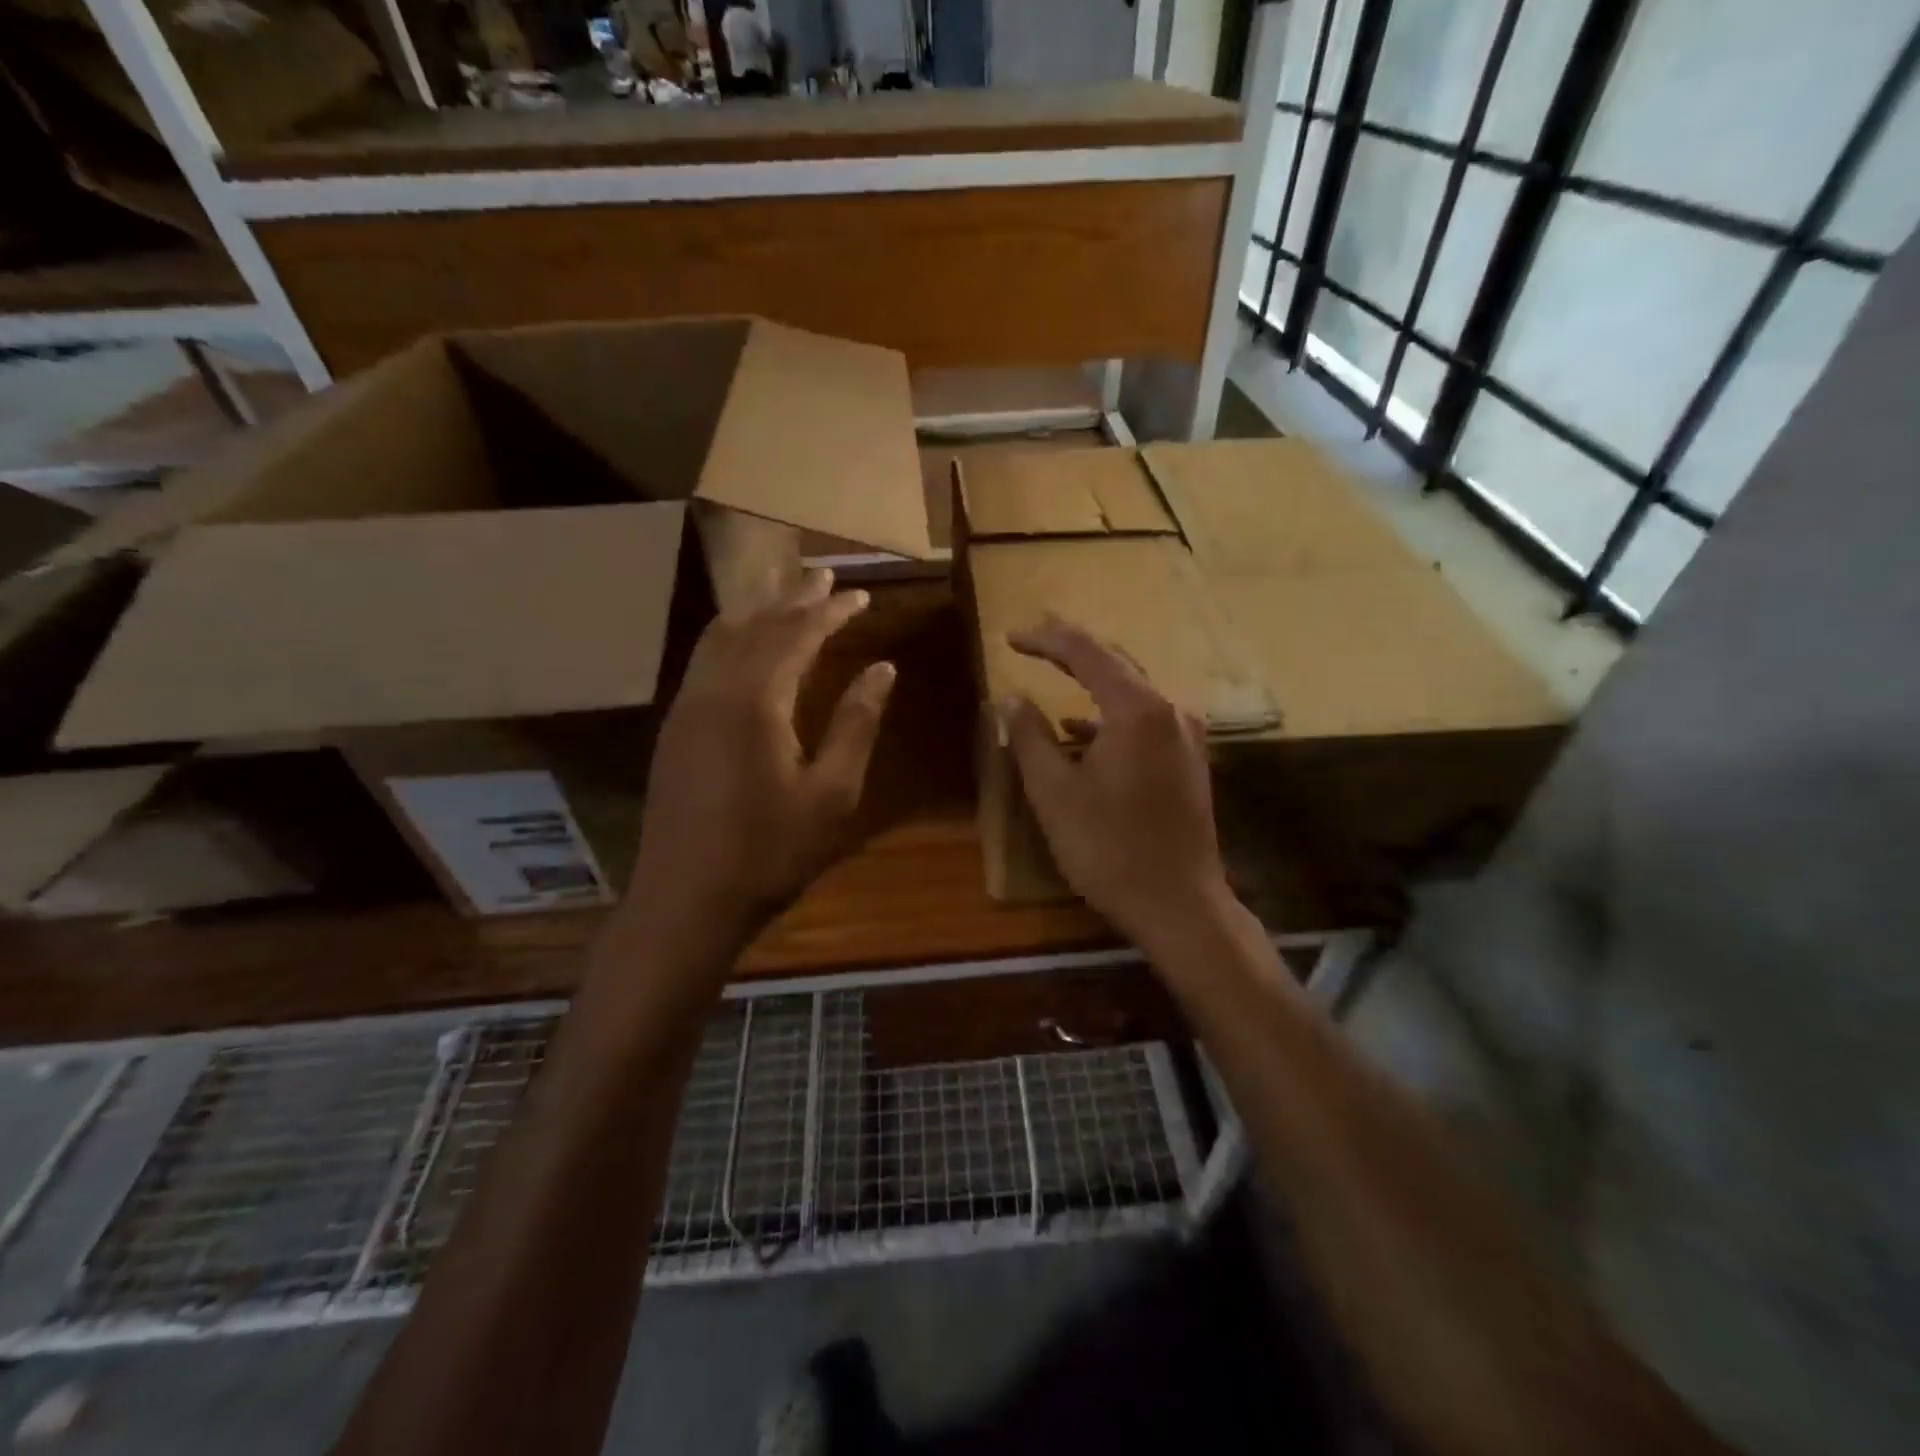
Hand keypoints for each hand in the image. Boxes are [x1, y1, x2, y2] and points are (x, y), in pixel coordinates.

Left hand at [627, 567, 895, 944]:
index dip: (831, 612)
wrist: (687, 900)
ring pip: (722, 636)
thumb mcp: (831, 793)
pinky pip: (705, 659)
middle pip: (756, 625)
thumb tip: (882, 668)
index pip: (797, 635)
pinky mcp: (676, 726)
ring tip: (786, 589)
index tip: (861, 595)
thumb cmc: (769, 852)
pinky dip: (732, 635)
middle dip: (794, 598)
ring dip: (758, 609)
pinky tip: (745, 641)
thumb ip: (856, 724)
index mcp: (755, 700)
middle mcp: (714, 689)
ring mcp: (686, 706)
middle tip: (825, 575)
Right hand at [1003, 616, 1234, 951]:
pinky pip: (1145, 721)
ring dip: (1093, 681)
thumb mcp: (1054, 792)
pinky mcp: (1189, 762)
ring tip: (1055, 672)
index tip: (1011, 638)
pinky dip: (1110, 717)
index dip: (1046, 640)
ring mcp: (1186, 737)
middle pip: (1117, 663)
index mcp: (1138, 710)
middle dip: (1073, 649)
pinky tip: (1081, 732)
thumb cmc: (1108, 849)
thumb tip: (1010, 699)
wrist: (1179, 905)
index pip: (1086, 654)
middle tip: (1034, 637)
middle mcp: (1170, 711)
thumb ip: (1029, 737)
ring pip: (1133, 692)